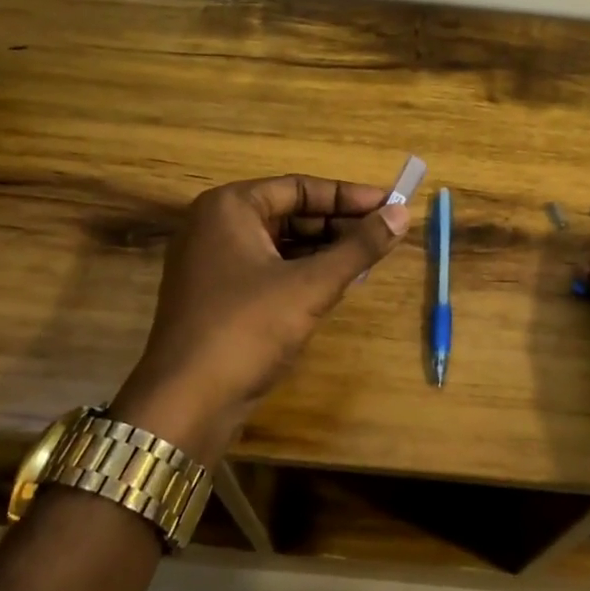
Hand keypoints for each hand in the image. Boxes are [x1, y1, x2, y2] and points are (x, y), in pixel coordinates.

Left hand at [111, 175, 409, 461]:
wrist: (186, 403)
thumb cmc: (248, 328)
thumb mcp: (311, 285)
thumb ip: (359, 247)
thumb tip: (402, 215)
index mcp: (229, 207)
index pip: (299, 188)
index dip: (348, 196)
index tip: (390, 205)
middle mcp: (215, 226)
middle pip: (289, 213)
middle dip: (338, 224)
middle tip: (385, 233)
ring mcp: (213, 262)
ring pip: (281, 243)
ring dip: (324, 249)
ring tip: (369, 256)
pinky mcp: (219, 295)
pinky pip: (269, 269)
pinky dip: (303, 272)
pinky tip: (337, 282)